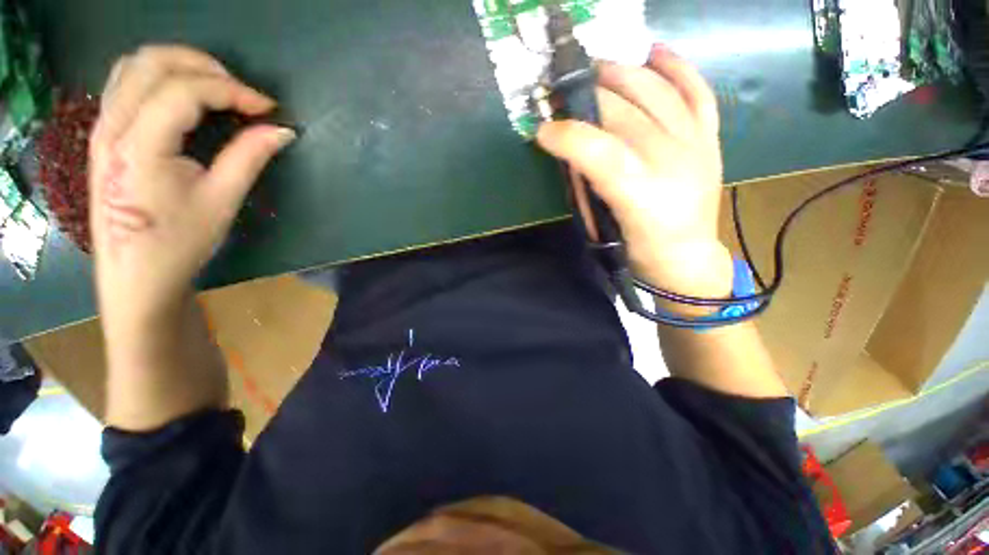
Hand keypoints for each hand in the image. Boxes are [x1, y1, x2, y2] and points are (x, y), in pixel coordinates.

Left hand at [88, 45, 295, 331]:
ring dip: (179, 65)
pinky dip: (159, 76)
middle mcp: (112, 127)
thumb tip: (282, 130)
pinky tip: (184, 97)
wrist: (136, 275)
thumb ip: (250, 157)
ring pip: (134, 65)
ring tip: (217, 88)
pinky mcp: (105, 134)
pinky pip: (126, 82)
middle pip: (152, 62)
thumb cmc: (179, 243)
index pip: (185, 91)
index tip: (267, 108)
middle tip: (241, 92)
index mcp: (139, 147)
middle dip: (205, 66)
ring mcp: (102, 127)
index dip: (232, 90)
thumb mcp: (222, 201)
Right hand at [537, 46, 731, 298]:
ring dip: (622, 73)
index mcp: (640, 196)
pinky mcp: (709, 139)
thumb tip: (571, 153)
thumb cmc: (636, 251)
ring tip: (597, 69)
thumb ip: (584, 189)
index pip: (600, 151)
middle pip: (625, 112)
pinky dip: (675, 68)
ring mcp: (695, 145)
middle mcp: (672, 163)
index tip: (543, 130)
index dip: (568, 135)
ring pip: (658, 92)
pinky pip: (696, 91)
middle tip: (563, 95)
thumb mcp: (601, 229)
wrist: (686, 257)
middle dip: (588, 98)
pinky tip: (652, 53)